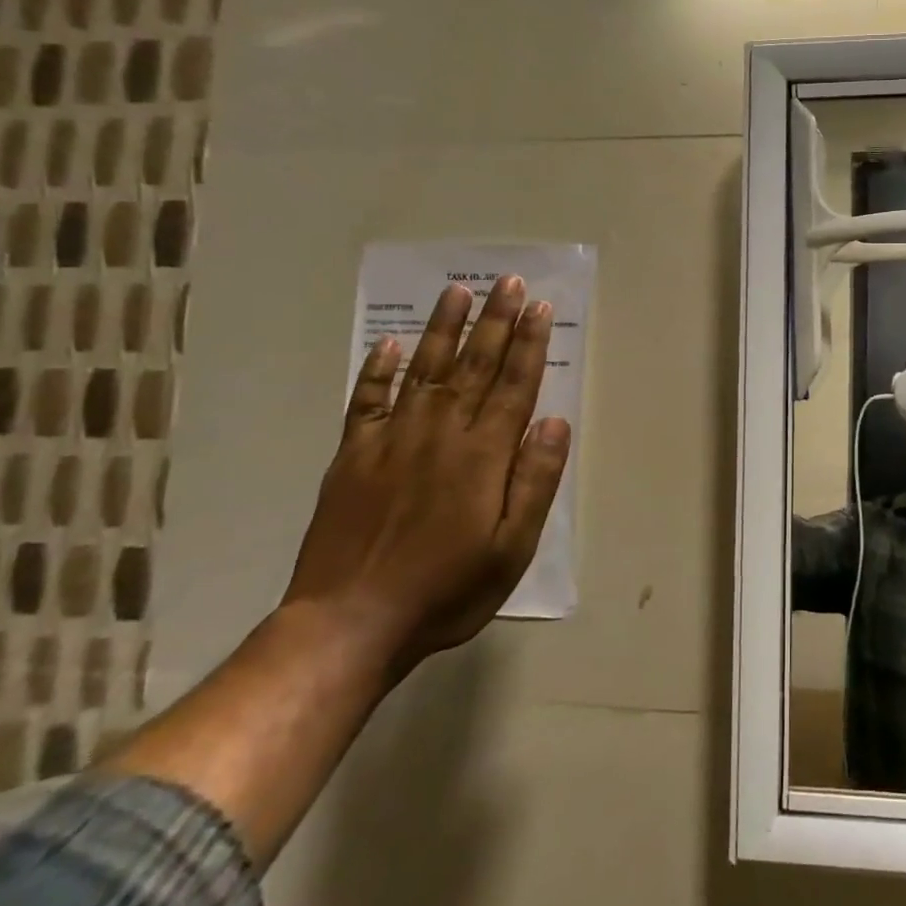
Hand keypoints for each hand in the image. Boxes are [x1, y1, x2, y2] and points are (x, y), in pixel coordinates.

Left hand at [282, 276, 571, 675]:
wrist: (348, 623)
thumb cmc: (446, 589)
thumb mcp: (512, 548)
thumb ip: (535, 481)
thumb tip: (556, 422)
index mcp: (482, 455)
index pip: (513, 385)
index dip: (528, 343)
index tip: (538, 307)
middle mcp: (439, 434)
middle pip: (473, 365)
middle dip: (494, 321)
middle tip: (506, 281)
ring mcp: (391, 440)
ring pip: (424, 370)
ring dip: (444, 329)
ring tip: (457, 292)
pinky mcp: (353, 456)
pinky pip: (368, 400)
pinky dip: (379, 369)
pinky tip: (392, 344)